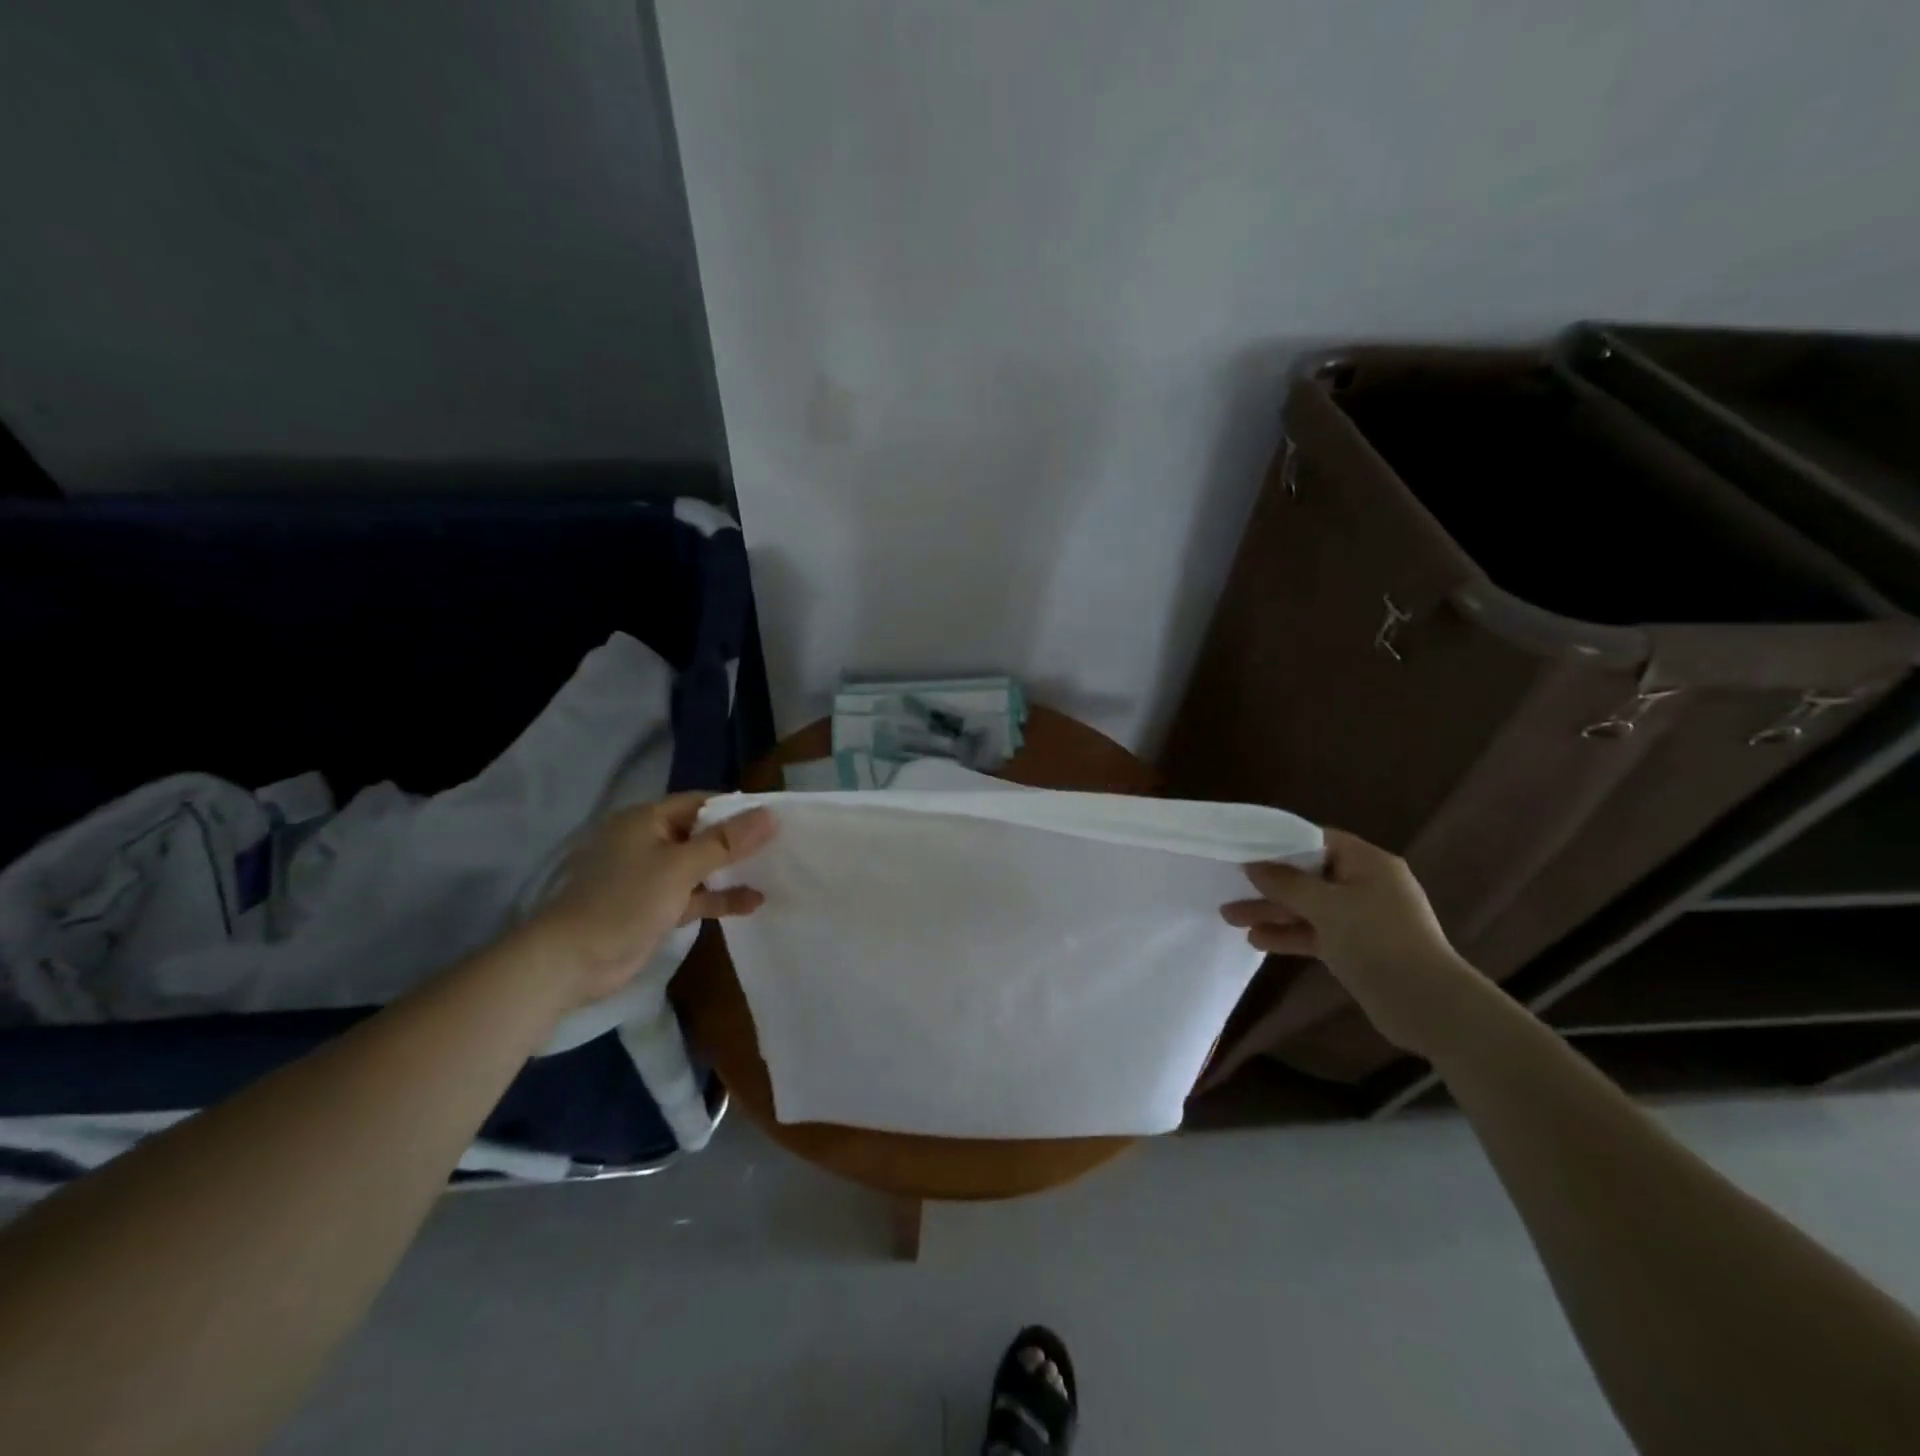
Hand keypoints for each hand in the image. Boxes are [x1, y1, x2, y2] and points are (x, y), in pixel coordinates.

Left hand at [523, 793, 777, 1010]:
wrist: (572, 962)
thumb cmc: (625, 901)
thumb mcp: (679, 867)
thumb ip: (726, 842)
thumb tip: (771, 815)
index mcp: (648, 820)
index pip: (701, 803)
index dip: (737, 808)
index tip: (775, 817)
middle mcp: (650, 841)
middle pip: (703, 833)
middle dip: (739, 840)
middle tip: (782, 843)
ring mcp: (652, 876)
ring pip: (701, 866)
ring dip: (732, 870)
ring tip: (775, 870)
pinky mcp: (656, 906)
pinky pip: (695, 894)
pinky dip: (720, 897)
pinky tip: (754, 902)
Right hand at [1220, 828, 1482, 1054]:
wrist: (1428, 1005)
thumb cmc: (1377, 940)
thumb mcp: (1327, 906)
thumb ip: (1286, 883)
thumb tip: (1254, 865)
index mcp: (1368, 863)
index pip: (1318, 840)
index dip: (1281, 842)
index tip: (1245, 848)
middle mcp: (1365, 885)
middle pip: (1308, 875)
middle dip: (1268, 883)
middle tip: (1230, 887)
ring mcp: (1361, 919)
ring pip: (1307, 907)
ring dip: (1272, 911)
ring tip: (1229, 917)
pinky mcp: (1355, 948)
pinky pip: (1314, 932)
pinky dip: (1288, 934)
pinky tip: (1256, 941)